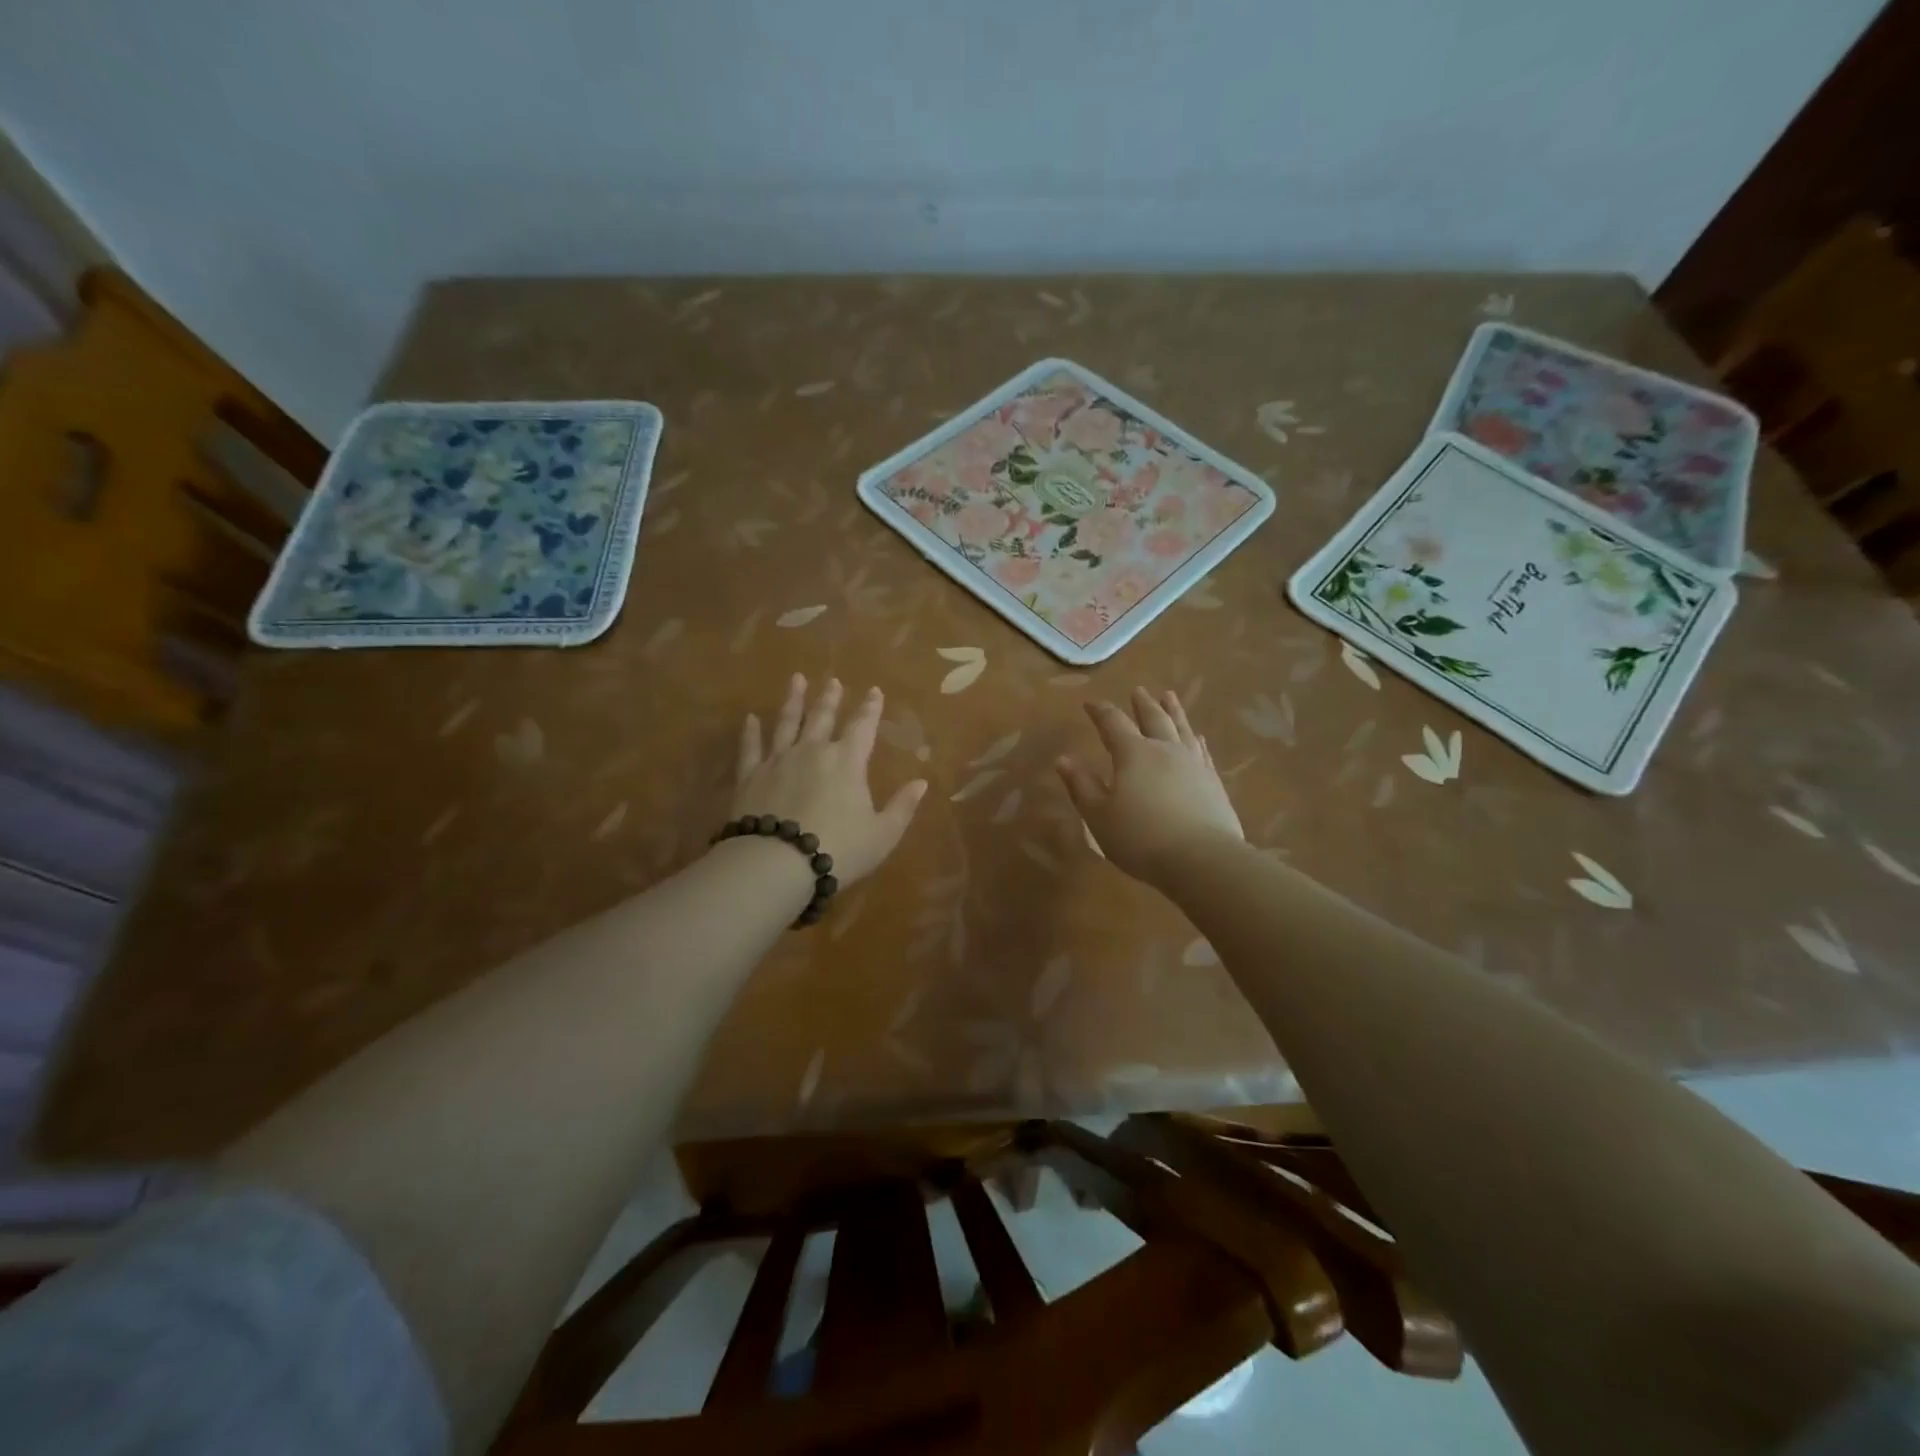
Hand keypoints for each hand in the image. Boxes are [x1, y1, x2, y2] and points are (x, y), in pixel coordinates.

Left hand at [729, 674, 927, 886]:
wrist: (777, 863)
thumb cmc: (839, 850)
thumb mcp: (882, 834)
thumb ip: (902, 806)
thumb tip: (922, 782)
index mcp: (848, 761)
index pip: (863, 726)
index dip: (870, 708)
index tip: (874, 691)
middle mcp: (813, 751)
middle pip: (823, 717)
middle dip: (830, 698)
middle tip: (833, 680)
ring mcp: (779, 760)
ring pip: (787, 723)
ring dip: (793, 700)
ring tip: (796, 680)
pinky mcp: (750, 776)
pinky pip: (751, 747)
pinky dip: (751, 732)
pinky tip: (751, 719)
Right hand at [1056, 687, 1243, 883]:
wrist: (1202, 859)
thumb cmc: (1141, 838)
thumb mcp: (1099, 816)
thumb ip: (1081, 786)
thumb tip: (1063, 759)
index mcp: (1133, 754)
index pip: (1113, 723)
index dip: (1100, 712)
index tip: (1090, 704)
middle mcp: (1165, 750)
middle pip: (1153, 718)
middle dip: (1142, 704)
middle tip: (1138, 691)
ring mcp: (1193, 764)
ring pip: (1182, 728)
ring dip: (1174, 711)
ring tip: (1170, 697)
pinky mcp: (1213, 782)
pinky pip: (1202, 751)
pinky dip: (1196, 739)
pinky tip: (1198, 737)